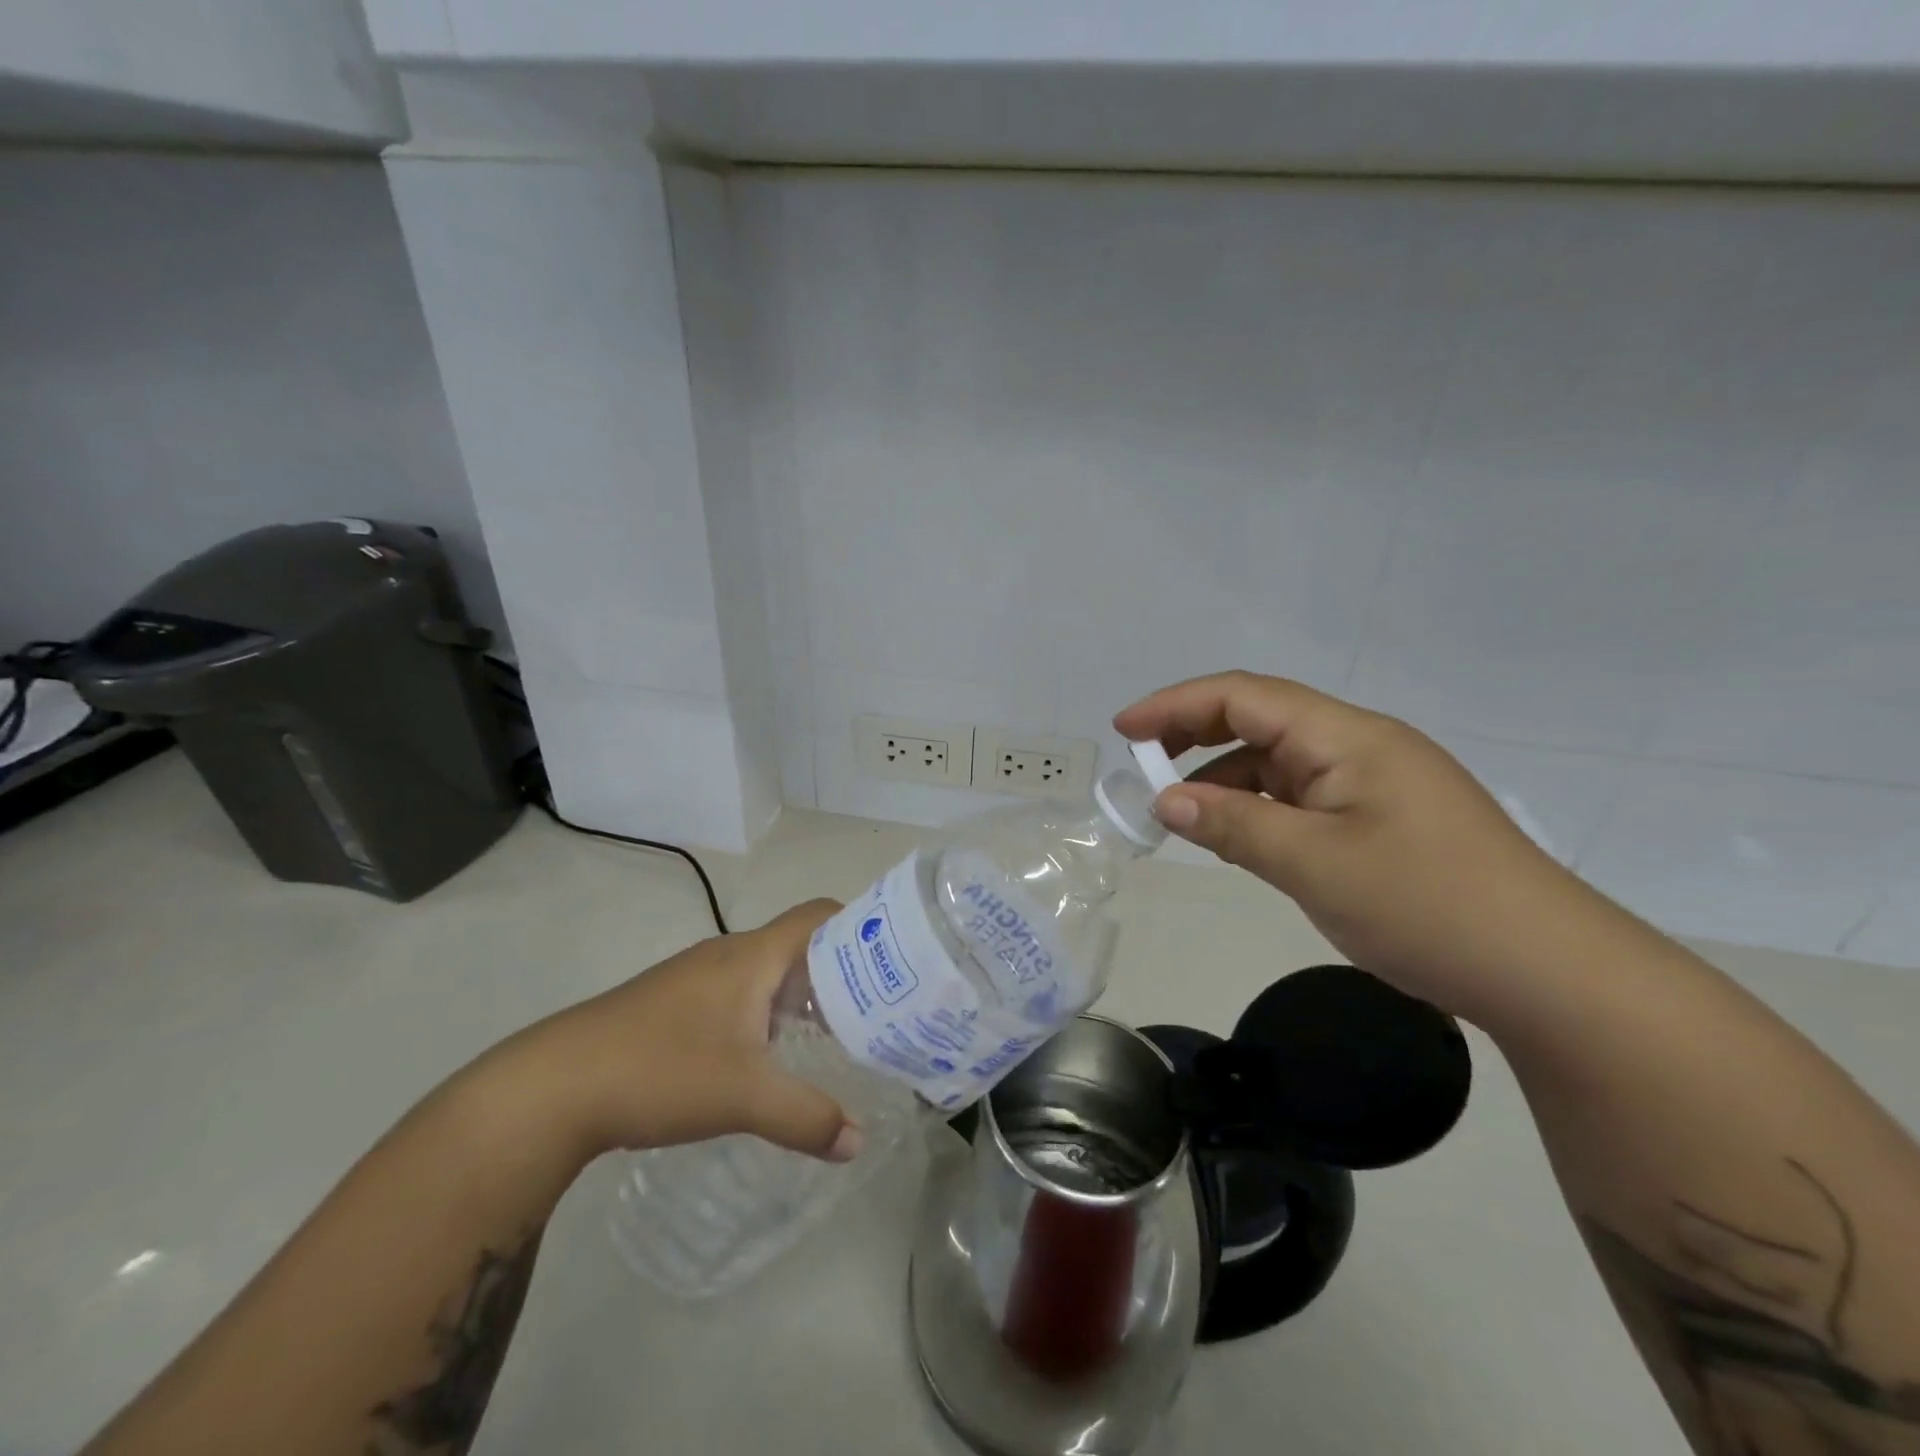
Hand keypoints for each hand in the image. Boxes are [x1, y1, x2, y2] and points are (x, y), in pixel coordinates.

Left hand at [491, 900, 862, 1164]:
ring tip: (834, 1038)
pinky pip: (741, 994)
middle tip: (877, 1012)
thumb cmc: (659, 1069)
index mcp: (753, 955)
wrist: (550, 1087)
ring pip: (768, 973)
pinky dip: (768, 1014)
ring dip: (802, 997)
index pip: (820, 914)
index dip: (860, 926)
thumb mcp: (743, 1097)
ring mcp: (698, 978)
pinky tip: (769, 1059)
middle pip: (800, 945)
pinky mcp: (675, 1005)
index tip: (893, 961)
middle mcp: (729, 954)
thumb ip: (806, 1117)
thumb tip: (857, 1141)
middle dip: (840, 973)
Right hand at [1115, 672, 1592, 1020]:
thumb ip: (1233, 825)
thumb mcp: (1313, 864)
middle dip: (1194, 734)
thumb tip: (1166, 801)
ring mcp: (1374, 783)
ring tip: (1181, 814)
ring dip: (1226, 778)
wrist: (1549, 973)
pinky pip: (1302, 797)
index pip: (1244, 697)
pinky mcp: (1382, 819)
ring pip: (1279, 762)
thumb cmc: (1428, 905)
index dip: (1176, 705)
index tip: (1123, 731)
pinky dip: (1259, 808)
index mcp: (1347, 736)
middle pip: (1260, 719)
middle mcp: (1360, 745)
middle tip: (1143, 766)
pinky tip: (1238, 837)